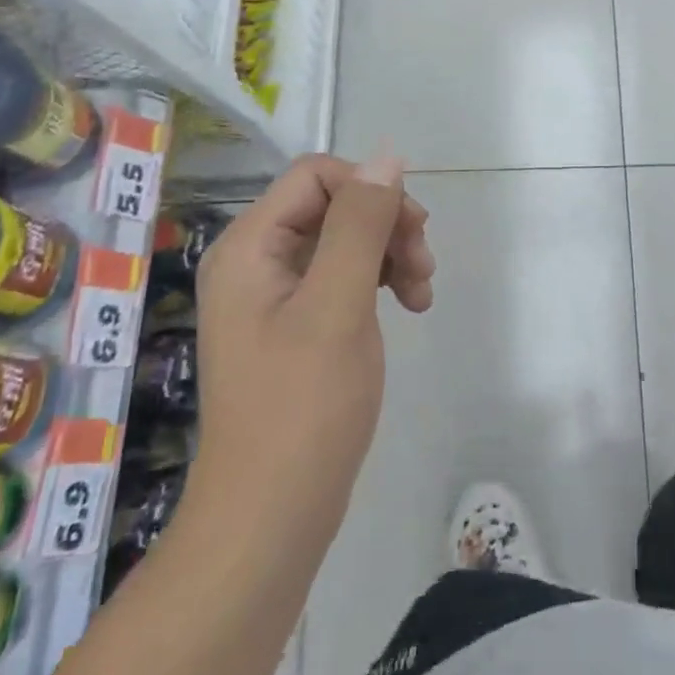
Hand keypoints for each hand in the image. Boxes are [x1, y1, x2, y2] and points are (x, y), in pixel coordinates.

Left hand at [186, 154, 434, 552]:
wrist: (272, 516)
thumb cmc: (303, 407)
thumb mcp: (339, 305)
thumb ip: (361, 225)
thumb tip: (388, 158)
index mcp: (249, 247)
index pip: (316, 176)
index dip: (369, 188)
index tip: (413, 228)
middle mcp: (256, 262)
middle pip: (332, 205)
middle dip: (386, 225)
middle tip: (424, 268)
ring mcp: (276, 296)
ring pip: (345, 240)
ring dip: (391, 253)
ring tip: (423, 294)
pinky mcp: (297, 325)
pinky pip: (344, 277)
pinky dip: (380, 282)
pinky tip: (407, 306)